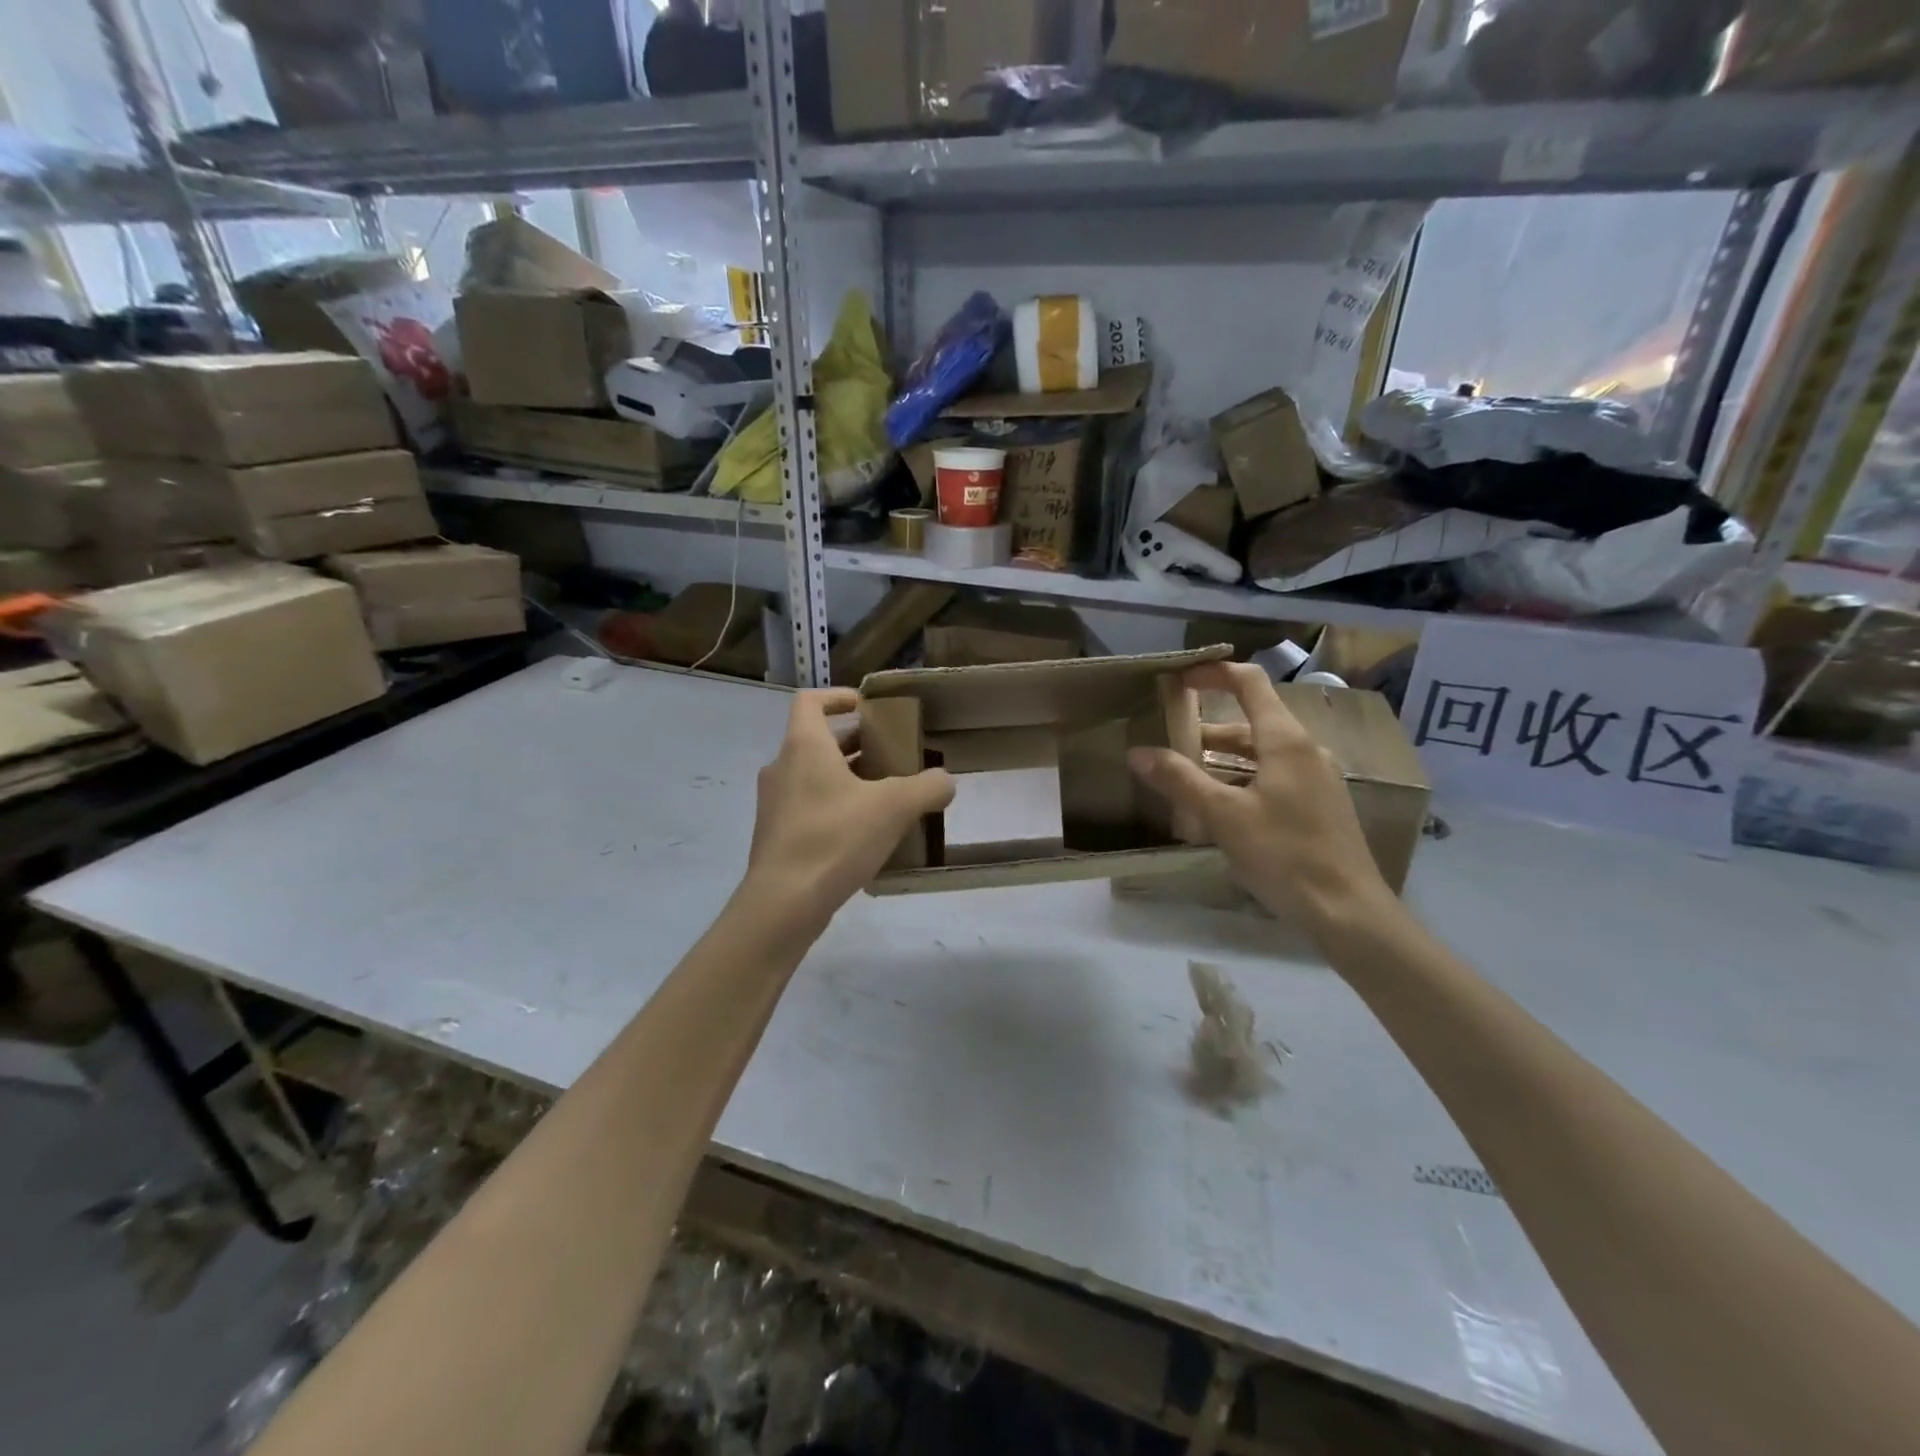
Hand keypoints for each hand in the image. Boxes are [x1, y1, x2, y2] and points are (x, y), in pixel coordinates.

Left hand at [743, 688, 954, 924]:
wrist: (783, 904)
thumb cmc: (834, 839)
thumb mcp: (894, 808)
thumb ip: (927, 787)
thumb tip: (945, 781)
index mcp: (803, 746)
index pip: (810, 701)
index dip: (838, 697)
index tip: (868, 707)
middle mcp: (781, 768)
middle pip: (818, 741)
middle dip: (857, 744)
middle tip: (893, 756)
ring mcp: (775, 804)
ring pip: (815, 777)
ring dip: (848, 778)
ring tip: (887, 796)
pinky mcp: (776, 836)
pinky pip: (810, 808)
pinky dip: (836, 808)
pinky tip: (866, 835)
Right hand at [1127, 662, 1391, 931]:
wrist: (1348, 912)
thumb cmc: (1285, 855)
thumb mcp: (1224, 817)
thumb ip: (1179, 780)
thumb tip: (1137, 752)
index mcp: (1286, 741)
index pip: (1250, 683)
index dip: (1213, 674)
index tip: (1178, 680)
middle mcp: (1305, 751)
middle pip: (1251, 722)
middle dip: (1206, 729)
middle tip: (1167, 743)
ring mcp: (1315, 779)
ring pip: (1260, 754)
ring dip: (1220, 760)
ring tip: (1183, 780)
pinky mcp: (1318, 806)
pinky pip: (1272, 778)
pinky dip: (1240, 781)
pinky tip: (1217, 811)